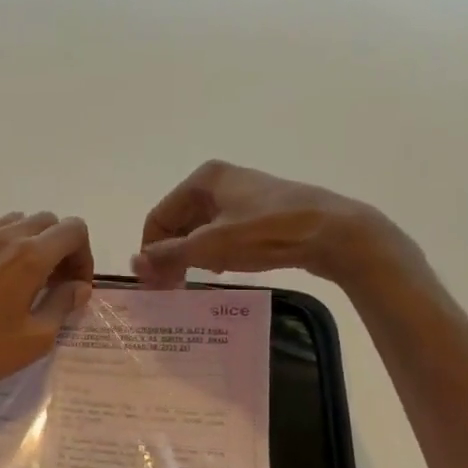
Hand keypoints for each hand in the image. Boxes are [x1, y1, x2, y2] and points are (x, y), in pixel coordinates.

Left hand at [0, 211, 93, 400]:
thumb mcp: (35, 339)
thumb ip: (62, 305)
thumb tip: (79, 287)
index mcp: (31, 256)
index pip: (74, 230)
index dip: (84, 256)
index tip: (76, 286)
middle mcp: (5, 236)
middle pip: (48, 222)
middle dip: (61, 248)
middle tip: (55, 284)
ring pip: (17, 220)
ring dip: (31, 241)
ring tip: (25, 276)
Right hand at [132, 160, 402, 287]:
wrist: (333, 232)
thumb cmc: (266, 233)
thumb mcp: (211, 246)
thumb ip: (169, 254)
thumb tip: (134, 263)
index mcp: (202, 179)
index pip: (158, 216)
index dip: (151, 250)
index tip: (153, 284)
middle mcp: (219, 181)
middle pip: (179, 222)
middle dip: (172, 254)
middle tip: (172, 288)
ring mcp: (243, 195)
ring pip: (201, 229)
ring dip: (193, 256)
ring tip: (196, 281)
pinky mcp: (261, 212)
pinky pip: (224, 233)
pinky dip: (215, 252)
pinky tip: (222, 270)